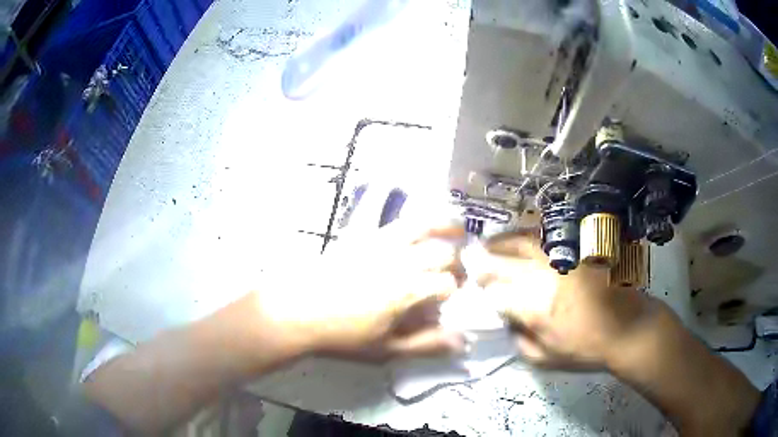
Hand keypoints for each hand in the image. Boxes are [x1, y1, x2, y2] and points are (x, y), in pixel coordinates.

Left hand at [256, 221, 467, 362]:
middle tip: (454, 274)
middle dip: (455, 263)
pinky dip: (403, 207)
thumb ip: (427, 344)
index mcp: (408, 290)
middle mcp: (400, 260)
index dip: (455, 291)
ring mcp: (380, 242)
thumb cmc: (342, 335)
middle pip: (442, 253)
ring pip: (422, 224)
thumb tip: (463, 340)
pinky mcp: (360, 234)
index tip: (451, 299)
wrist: (297, 312)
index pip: (448, 284)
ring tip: (457, 229)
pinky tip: (409, 208)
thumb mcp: (387, 349)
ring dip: (444, 224)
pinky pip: (385, 213)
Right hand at [475, 232, 664, 369]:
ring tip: (488, 243)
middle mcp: (544, 277)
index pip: (494, 292)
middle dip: (482, 261)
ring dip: (500, 242)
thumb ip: (518, 341)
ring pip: (522, 242)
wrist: (628, 328)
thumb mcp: (545, 359)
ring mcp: (562, 259)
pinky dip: (526, 236)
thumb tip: (505, 322)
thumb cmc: (586, 349)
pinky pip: (545, 238)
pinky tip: (520, 240)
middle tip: (470, 260)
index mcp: (535, 308)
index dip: (478, 288)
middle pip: (502, 262)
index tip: (470, 287)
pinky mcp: (576, 250)